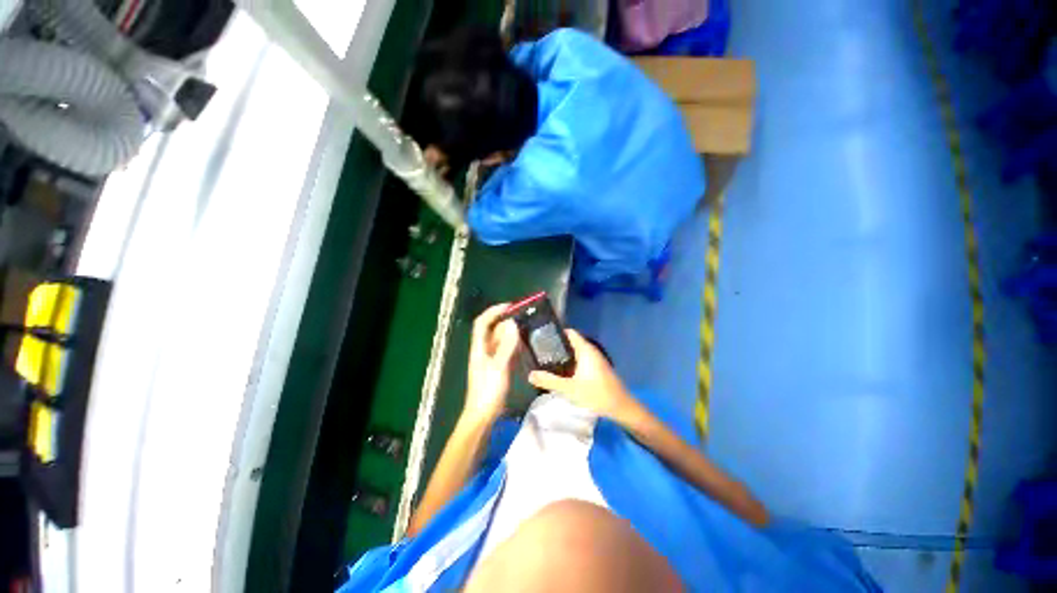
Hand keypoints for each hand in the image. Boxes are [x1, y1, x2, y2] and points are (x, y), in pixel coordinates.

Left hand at [464, 303, 519, 424]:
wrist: (482, 416)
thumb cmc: (488, 391)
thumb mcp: (499, 367)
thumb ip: (506, 345)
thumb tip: (513, 323)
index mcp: (479, 348)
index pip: (482, 322)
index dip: (494, 311)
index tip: (510, 306)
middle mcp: (483, 350)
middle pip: (492, 330)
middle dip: (506, 321)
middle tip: (523, 317)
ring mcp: (490, 359)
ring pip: (500, 340)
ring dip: (511, 333)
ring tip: (527, 328)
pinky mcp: (497, 367)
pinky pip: (505, 351)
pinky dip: (513, 345)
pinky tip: (524, 345)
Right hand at [528, 330, 636, 421]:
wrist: (620, 407)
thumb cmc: (596, 394)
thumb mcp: (569, 389)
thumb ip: (549, 381)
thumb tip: (530, 375)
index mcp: (585, 350)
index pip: (569, 332)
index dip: (556, 332)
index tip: (542, 336)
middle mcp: (591, 350)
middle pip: (571, 342)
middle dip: (556, 345)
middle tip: (540, 351)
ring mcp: (595, 359)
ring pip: (576, 352)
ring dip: (563, 355)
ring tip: (546, 360)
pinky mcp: (597, 368)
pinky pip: (580, 359)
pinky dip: (570, 362)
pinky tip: (561, 372)